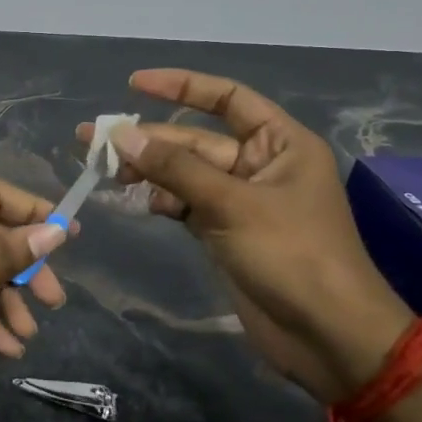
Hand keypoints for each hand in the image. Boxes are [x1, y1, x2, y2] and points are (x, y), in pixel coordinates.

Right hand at [82, 68, 411, 401]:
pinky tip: (140, 201)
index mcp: (280, 142)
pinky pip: (187, 204)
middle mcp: (261, 164)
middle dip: (149, 139)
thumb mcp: (231, 204)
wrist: (327, 336)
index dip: (181, 86)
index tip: (134, 84)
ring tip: (107, 171)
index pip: (227, 98)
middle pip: (196, 140)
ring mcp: (242, 201)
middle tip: (93, 140)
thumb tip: (122, 135)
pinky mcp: (226, 232)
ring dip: (150, 171)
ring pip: (187, 174)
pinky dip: (164, 201)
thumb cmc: (291, 255)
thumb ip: (175, 168)